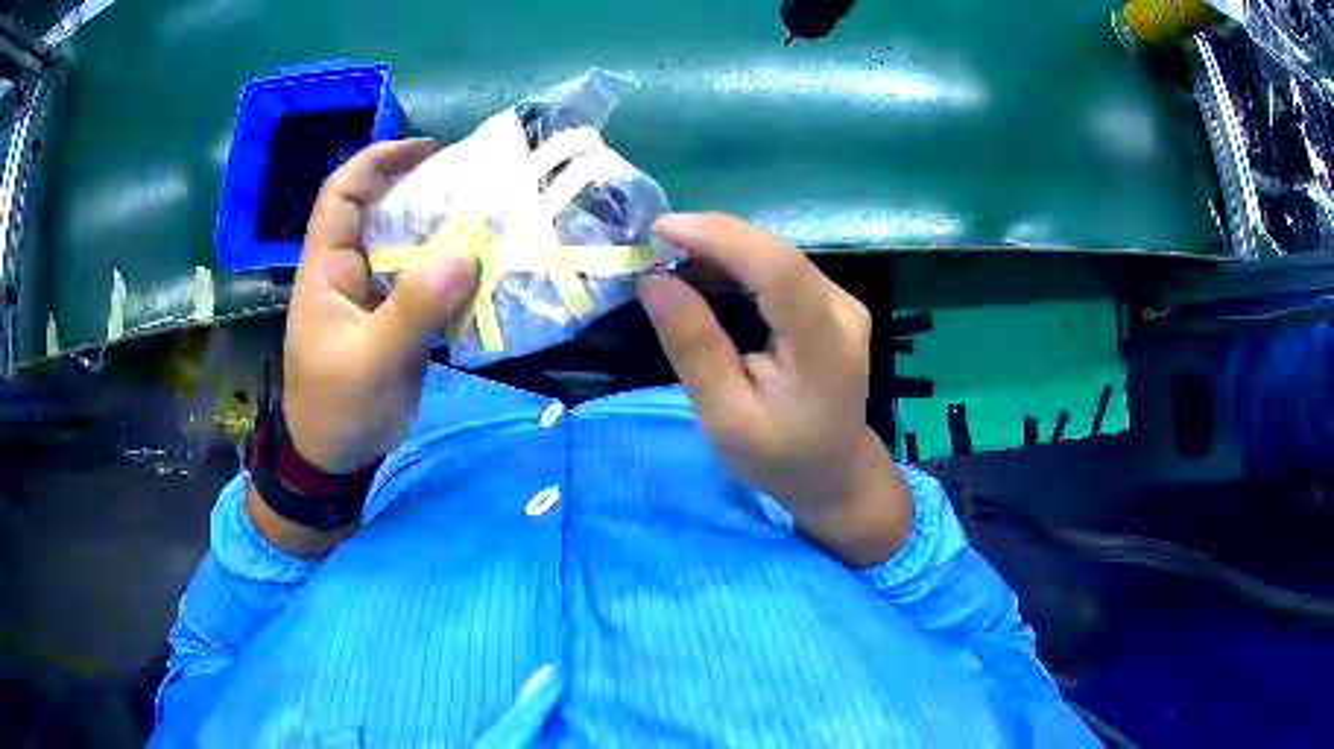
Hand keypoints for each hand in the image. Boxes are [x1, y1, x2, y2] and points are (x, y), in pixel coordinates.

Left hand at [282, 140, 477, 474]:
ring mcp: (374, 293)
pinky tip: (485, 268)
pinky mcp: (395, 317)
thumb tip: (462, 255)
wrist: (337, 457)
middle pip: (382, 210)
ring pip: (407, 245)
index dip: (378, 161)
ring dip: (444, 230)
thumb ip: (411, 309)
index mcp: (326, 268)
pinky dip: (453, 271)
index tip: (426, 151)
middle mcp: (349, 270)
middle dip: (423, 189)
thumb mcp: (370, 361)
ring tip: (490, 218)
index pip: (342, 194)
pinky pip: (425, 281)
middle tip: (476, 184)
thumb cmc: (337, 408)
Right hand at [637, 213, 910, 565]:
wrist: (834, 471)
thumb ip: (694, 348)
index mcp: (824, 345)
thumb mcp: (725, 416)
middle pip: (776, 254)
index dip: (720, 239)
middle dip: (711, 240)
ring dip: (720, 251)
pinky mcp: (830, 302)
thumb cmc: (779, 456)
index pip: (778, 269)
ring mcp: (841, 302)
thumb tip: (654, 281)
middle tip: (652, 248)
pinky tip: (703, 277)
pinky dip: (737, 266)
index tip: (660, 230)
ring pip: (776, 255)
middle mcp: (842, 309)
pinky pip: (780, 269)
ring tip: (668, 263)